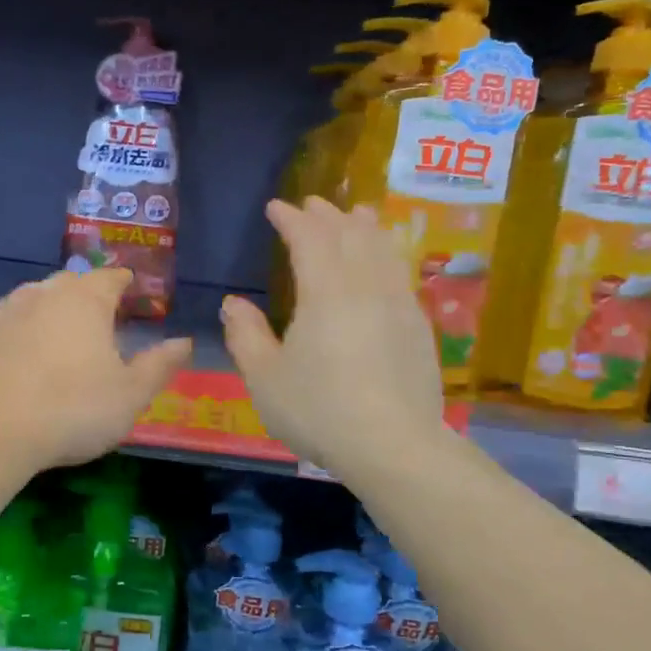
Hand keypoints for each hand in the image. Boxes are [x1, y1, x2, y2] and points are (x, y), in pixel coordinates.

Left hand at [0, 268, 191, 472]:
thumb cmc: (74, 409)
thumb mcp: (131, 394)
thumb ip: (160, 364)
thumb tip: (184, 341)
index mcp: (87, 300)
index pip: (111, 277)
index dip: (125, 282)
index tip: (133, 291)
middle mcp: (48, 293)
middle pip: (74, 281)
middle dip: (91, 291)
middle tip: (104, 314)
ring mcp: (11, 310)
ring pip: (40, 293)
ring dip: (57, 303)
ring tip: (67, 326)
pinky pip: (14, 314)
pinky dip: (28, 321)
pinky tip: (30, 341)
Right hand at [222, 198, 444, 477]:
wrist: (393, 445)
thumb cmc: (319, 410)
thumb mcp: (265, 378)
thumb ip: (246, 335)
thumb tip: (233, 303)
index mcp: (325, 293)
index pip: (309, 238)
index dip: (291, 219)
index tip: (276, 207)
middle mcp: (365, 286)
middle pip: (349, 235)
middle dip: (327, 215)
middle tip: (311, 204)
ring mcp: (398, 304)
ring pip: (382, 249)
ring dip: (364, 227)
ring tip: (356, 214)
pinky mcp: (418, 326)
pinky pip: (400, 272)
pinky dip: (386, 253)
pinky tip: (383, 263)